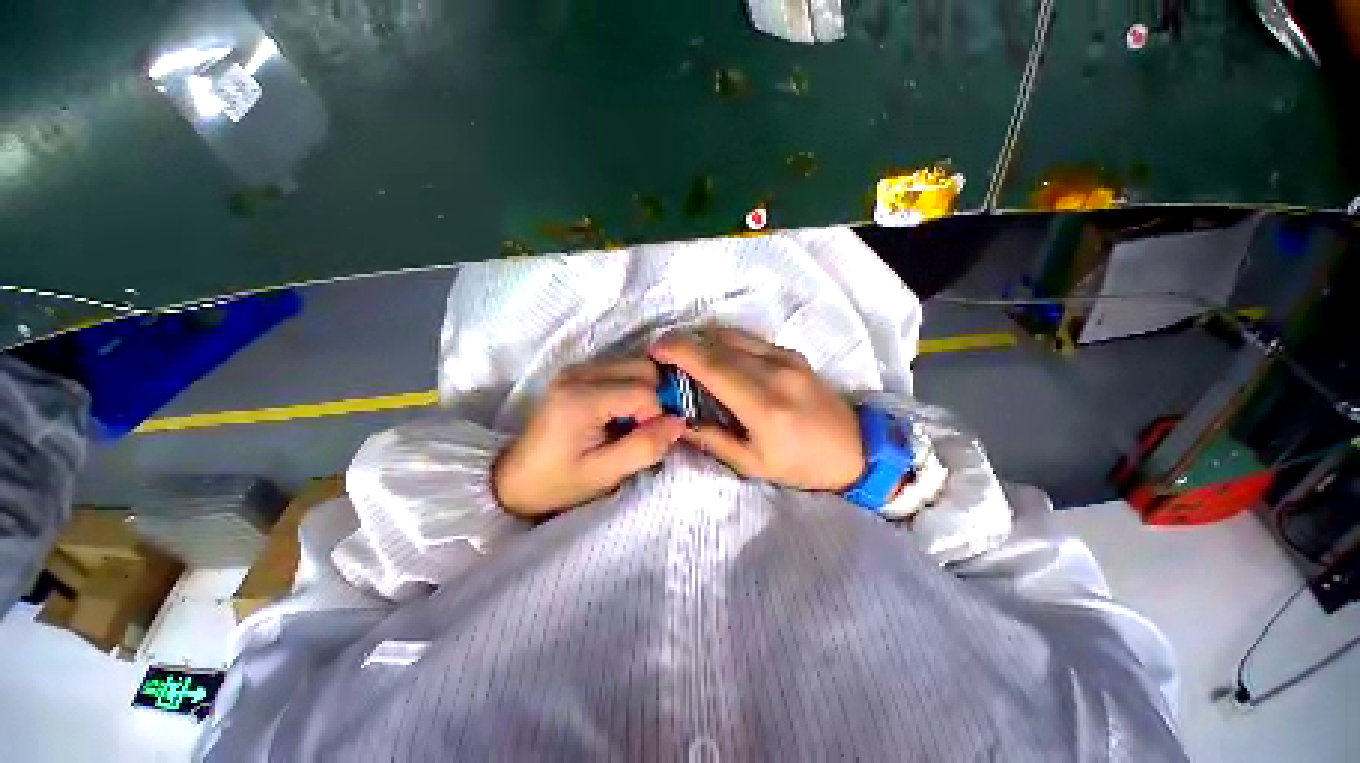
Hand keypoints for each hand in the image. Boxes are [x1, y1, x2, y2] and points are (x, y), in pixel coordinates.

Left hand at [493, 358, 685, 517]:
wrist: (516, 479)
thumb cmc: (558, 482)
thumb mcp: (605, 474)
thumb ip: (645, 447)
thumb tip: (679, 423)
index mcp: (581, 398)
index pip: (644, 392)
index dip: (655, 417)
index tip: (644, 440)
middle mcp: (579, 372)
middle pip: (643, 368)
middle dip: (654, 398)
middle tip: (642, 428)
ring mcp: (578, 368)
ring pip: (636, 366)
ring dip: (644, 393)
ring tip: (629, 423)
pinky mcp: (579, 371)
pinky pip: (622, 370)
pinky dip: (631, 390)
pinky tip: (618, 414)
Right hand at [650, 327, 862, 491]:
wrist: (856, 448)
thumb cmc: (802, 464)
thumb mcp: (752, 464)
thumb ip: (711, 440)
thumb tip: (676, 422)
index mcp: (764, 405)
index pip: (713, 365)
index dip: (679, 351)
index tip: (655, 349)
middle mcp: (775, 371)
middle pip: (719, 343)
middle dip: (684, 341)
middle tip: (662, 352)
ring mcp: (786, 357)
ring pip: (732, 335)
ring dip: (702, 338)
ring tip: (683, 352)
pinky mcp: (792, 353)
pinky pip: (748, 339)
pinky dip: (723, 341)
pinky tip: (713, 354)